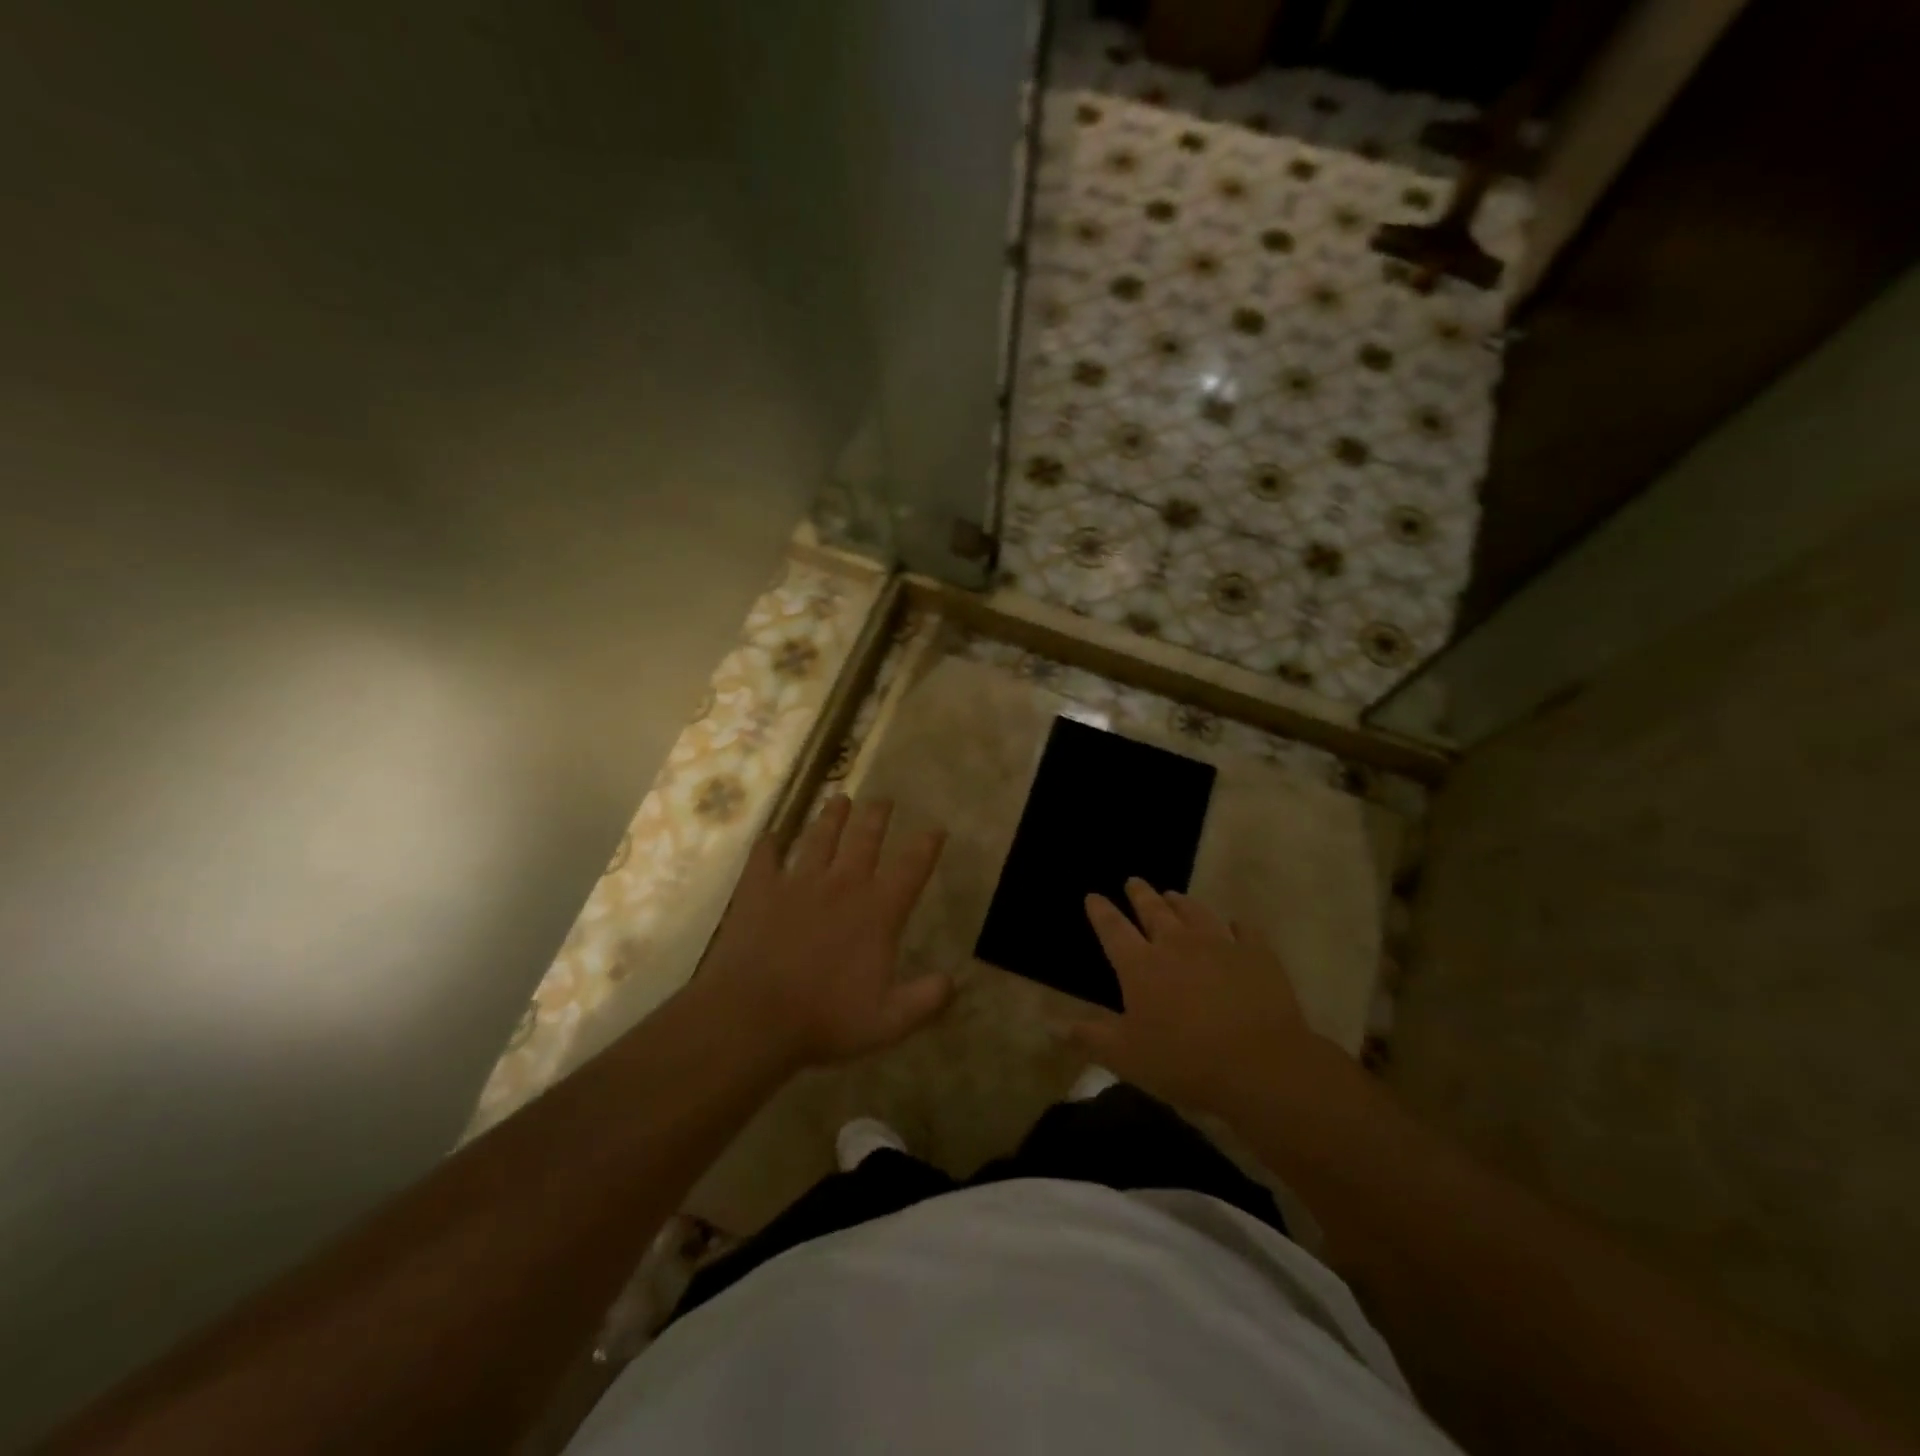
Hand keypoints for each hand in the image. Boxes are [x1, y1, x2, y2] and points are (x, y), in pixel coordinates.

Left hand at [697, 796, 949, 1072]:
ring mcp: (798, 883)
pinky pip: (764, 858)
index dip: (926, 845)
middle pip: (864, 838)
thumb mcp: (888, 1021)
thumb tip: (955, 982)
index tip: (936, 827)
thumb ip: (926, 1000)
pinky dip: (768, 845)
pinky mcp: (760, 890)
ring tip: (840, 798)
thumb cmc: (825, 1019)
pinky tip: (770, 836)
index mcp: (877, 911)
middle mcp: (842, 884)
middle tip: (884, 799)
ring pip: (820, 838)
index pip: (911, 867)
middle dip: (877, 816)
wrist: (753, 1016)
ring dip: (832, 817)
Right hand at [1066, 878, 1349, 1116]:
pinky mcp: (1257, 955)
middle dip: (1140, 894)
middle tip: (1134, 881)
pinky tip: (1235, 924)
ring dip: (1181, 902)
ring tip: (1173, 895)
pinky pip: (1244, 931)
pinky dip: (1236, 925)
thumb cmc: (1184, 1062)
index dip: (1101, 911)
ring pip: (1195, 912)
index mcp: (1140, 965)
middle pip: (1154, 910)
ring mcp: (1220, 944)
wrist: (1260, 1066)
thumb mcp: (1126, 1057)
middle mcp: (1177, 943)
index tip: (1093, 896)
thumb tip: (1050, 1025)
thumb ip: (1089, 1037)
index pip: (1113, 929)